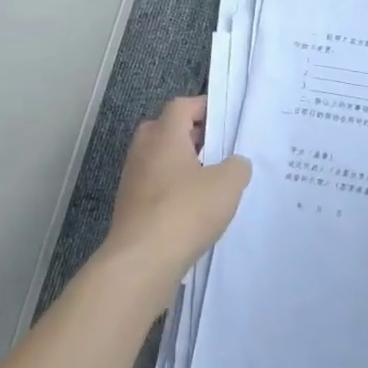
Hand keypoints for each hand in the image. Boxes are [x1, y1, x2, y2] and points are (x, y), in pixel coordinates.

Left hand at [100, 96, 250, 289]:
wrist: (142, 261)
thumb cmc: (186, 211)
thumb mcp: (228, 183)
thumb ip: (237, 166)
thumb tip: (234, 164)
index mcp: (164, 136)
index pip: (181, 106)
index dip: (204, 107)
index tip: (227, 120)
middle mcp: (143, 152)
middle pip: (166, 129)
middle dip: (193, 135)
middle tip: (219, 147)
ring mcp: (133, 180)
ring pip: (160, 159)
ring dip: (183, 164)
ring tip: (212, 180)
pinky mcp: (131, 207)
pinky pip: (156, 186)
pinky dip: (174, 189)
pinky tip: (195, 208)